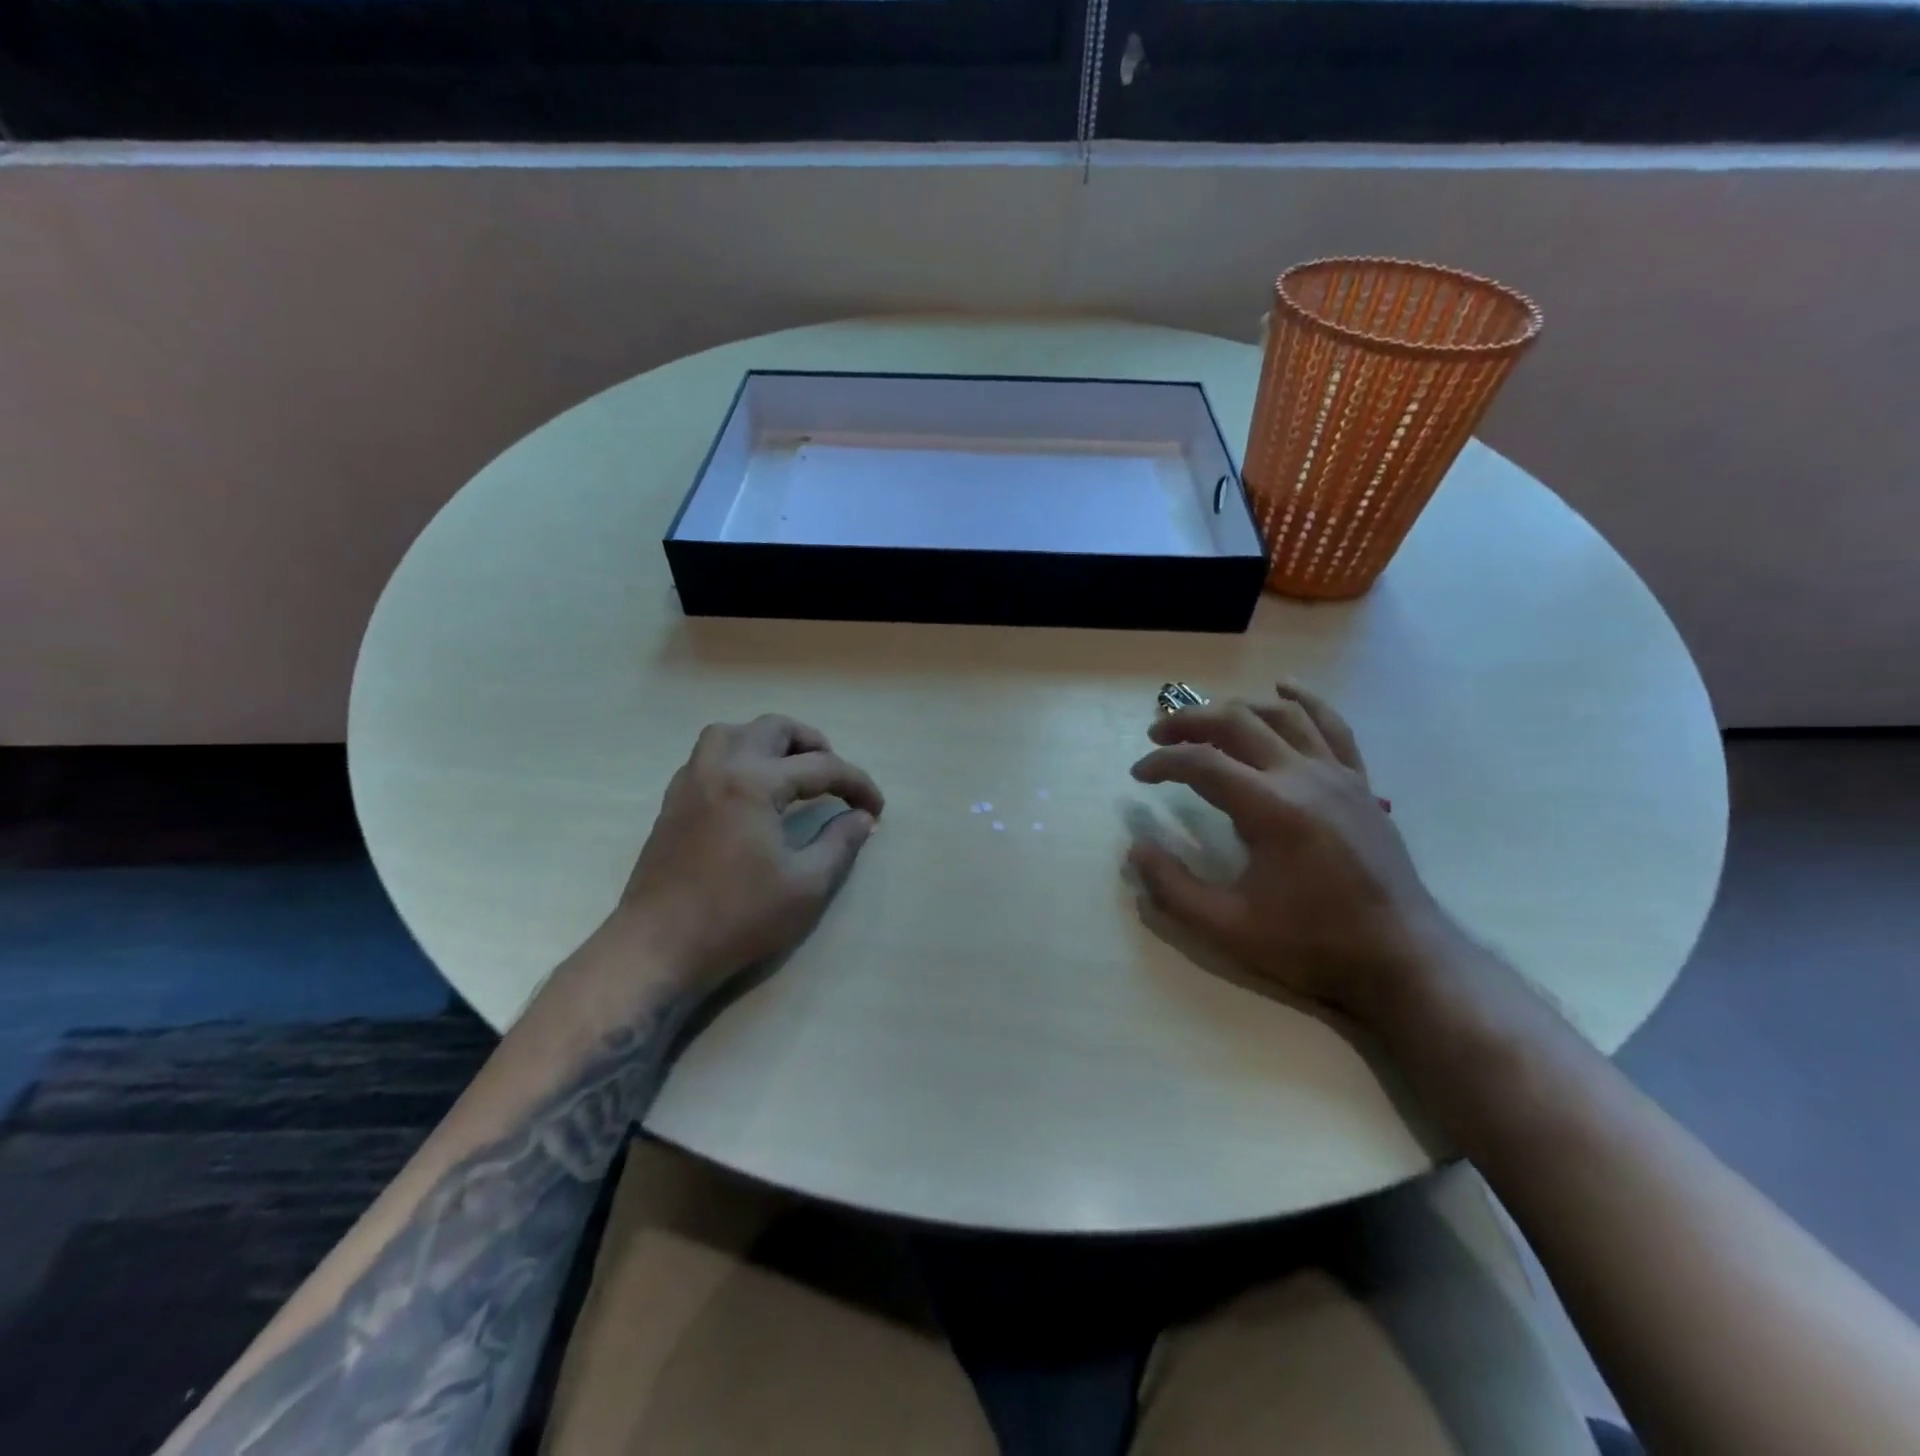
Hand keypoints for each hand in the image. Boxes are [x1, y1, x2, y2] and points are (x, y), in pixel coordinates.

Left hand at [619, 715, 884, 989]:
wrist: (658, 947)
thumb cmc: (738, 918)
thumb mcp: (806, 886)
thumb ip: (840, 844)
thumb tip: (861, 818)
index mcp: (754, 782)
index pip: (821, 767)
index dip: (857, 784)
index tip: (877, 808)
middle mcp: (720, 768)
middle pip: (773, 729)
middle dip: (814, 744)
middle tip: (835, 777)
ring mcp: (690, 782)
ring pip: (732, 733)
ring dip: (768, 741)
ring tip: (790, 769)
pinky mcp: (673, 802)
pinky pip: (707, 755)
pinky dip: (737, 756)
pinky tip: (749, 788)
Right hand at [1128, 683, 1456, 1019]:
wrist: (1401, 957)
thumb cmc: (1312, 944)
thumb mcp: (1229, 928)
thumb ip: (1173, 888)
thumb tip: (1135, 849)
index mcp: (1271, 809)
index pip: (1202, 763)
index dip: (1161, 762)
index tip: (1138, 776)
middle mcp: (1303, 777)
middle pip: (1237, 723)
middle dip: (1189, 721)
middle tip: (1157, 733)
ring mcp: (1337, 775)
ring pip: (1281, 715)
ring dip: (1236, 708)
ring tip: (1206, 718)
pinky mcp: (1359, 783)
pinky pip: (1331, 726)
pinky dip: (1304, 701)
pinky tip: (1285, 688)